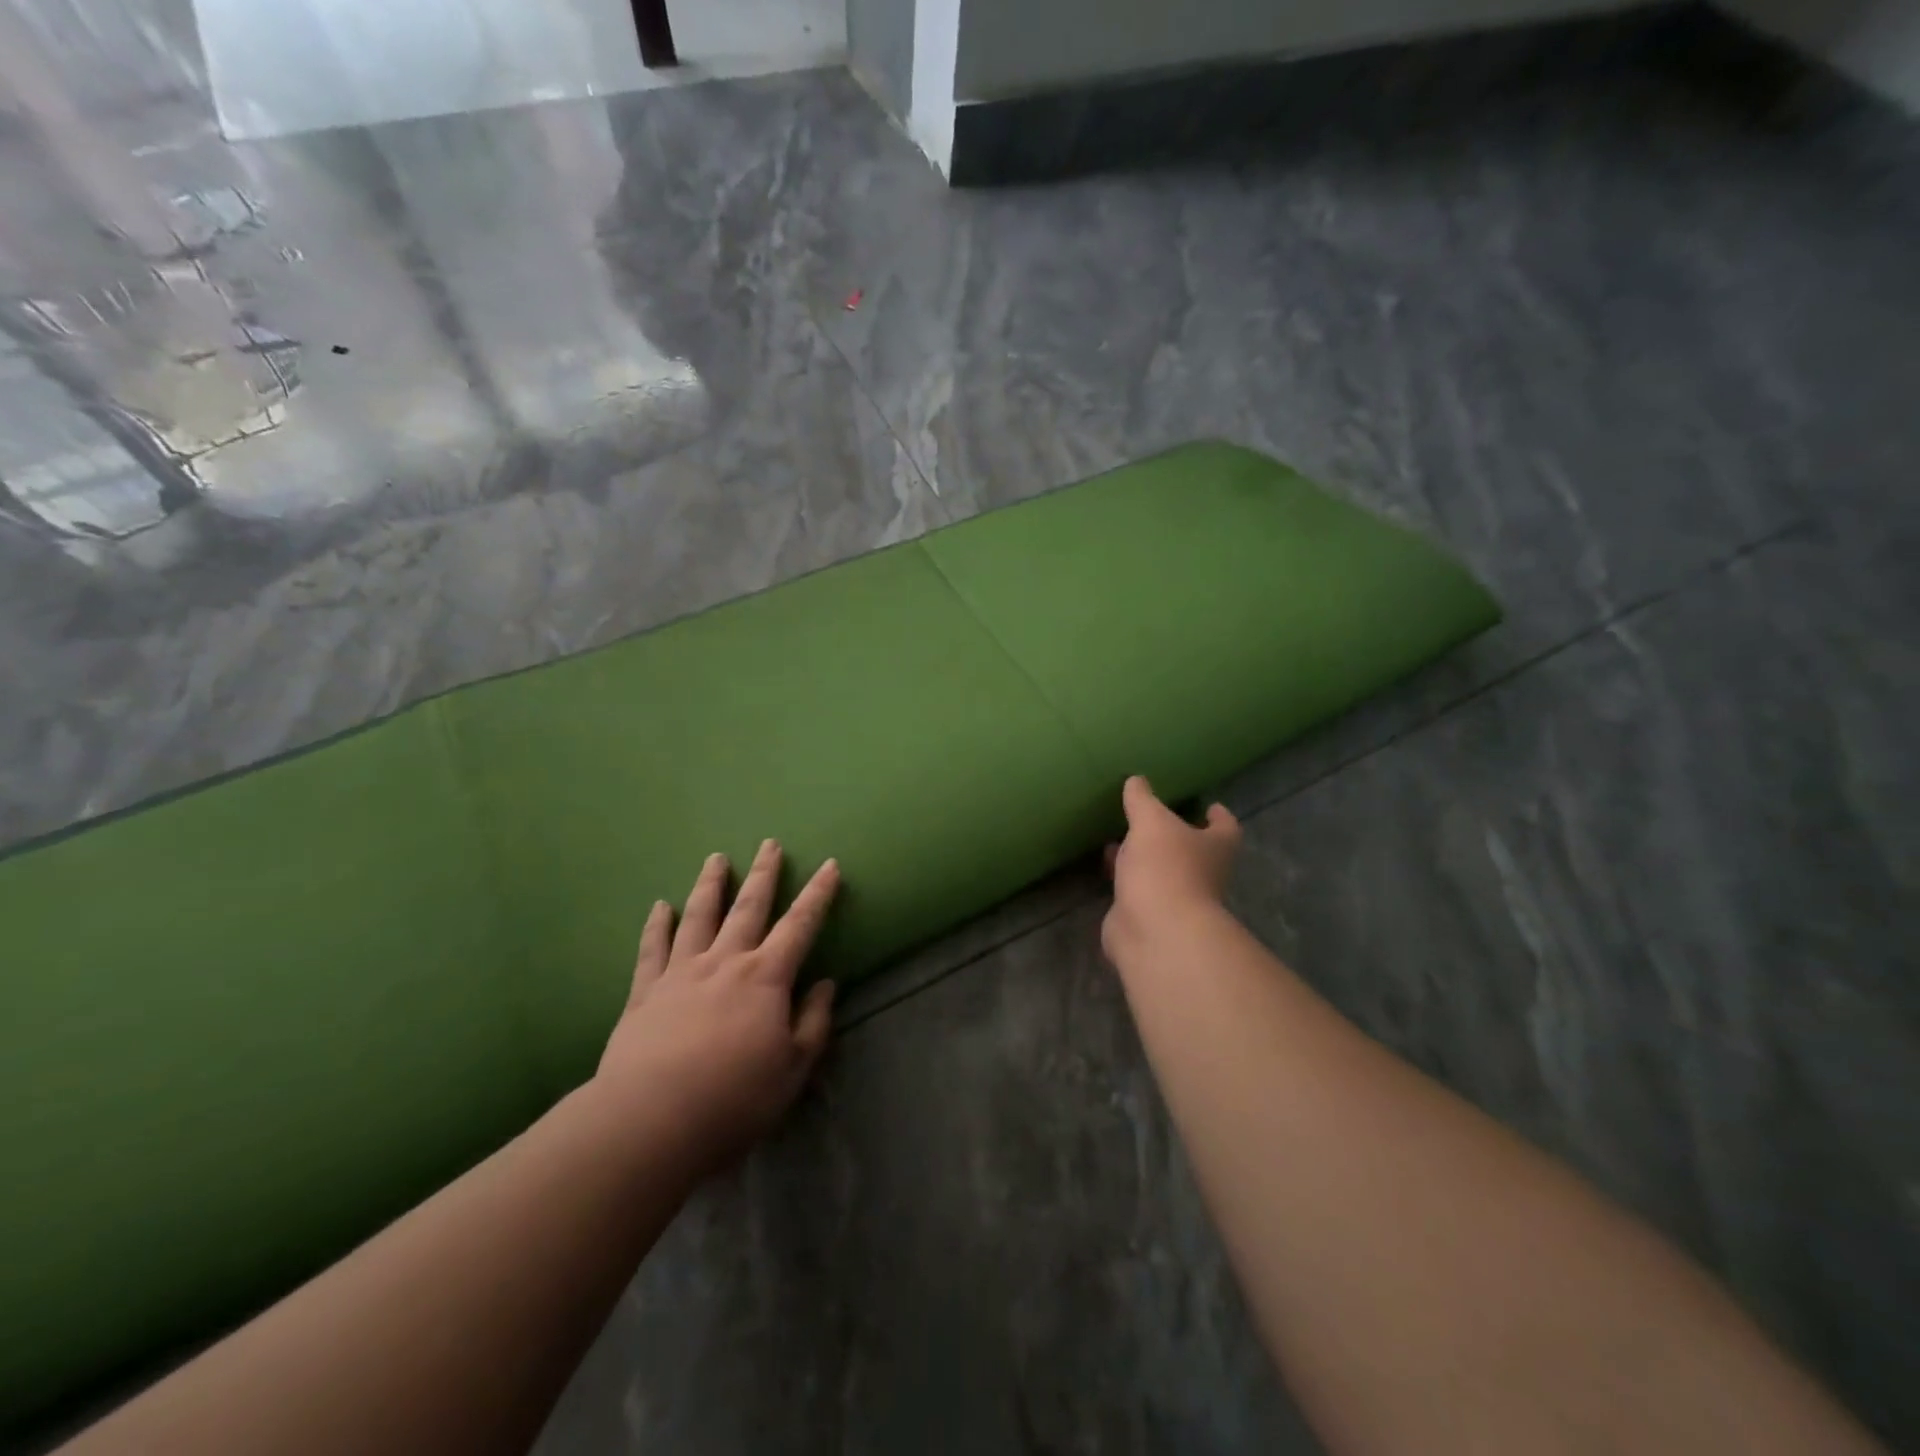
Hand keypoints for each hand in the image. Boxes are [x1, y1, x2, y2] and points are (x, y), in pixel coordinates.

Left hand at [594, 840, 839, 1171]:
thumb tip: (825, 984)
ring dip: (711, 885)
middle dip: (763, 874)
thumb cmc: (734, 1098)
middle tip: (769, 843)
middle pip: (748, 907)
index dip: (818, 894)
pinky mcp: (645, 993)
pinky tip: (660, 907)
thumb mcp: (793, 1069)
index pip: (800, 925)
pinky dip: (657, 925)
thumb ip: (813, 1023)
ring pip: (699, 916)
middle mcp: (725, 962)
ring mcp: (681, 973)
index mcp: (766, 977)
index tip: (829, 865)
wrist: (649, 1121)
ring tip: (716, 858)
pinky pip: (652, 949)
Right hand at [1102, 776, 1240, 964]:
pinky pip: (1138, 892)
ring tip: (1120, 838)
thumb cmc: (1165, 868)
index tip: (1209, 805)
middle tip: (1154, 819)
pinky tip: (1107, 867)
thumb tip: (1136, 780)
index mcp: (1216, 848)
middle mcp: (1204, 874)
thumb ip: (1142, 799)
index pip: (1226, 827)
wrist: (1155, 931)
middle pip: (1195, 851)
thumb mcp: (1151, 822)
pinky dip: (1125, 879)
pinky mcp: (1150, 917)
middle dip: (1175, 837)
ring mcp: (1178, 899)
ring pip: (1163, 872)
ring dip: (1144, 858)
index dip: (1218, 816)